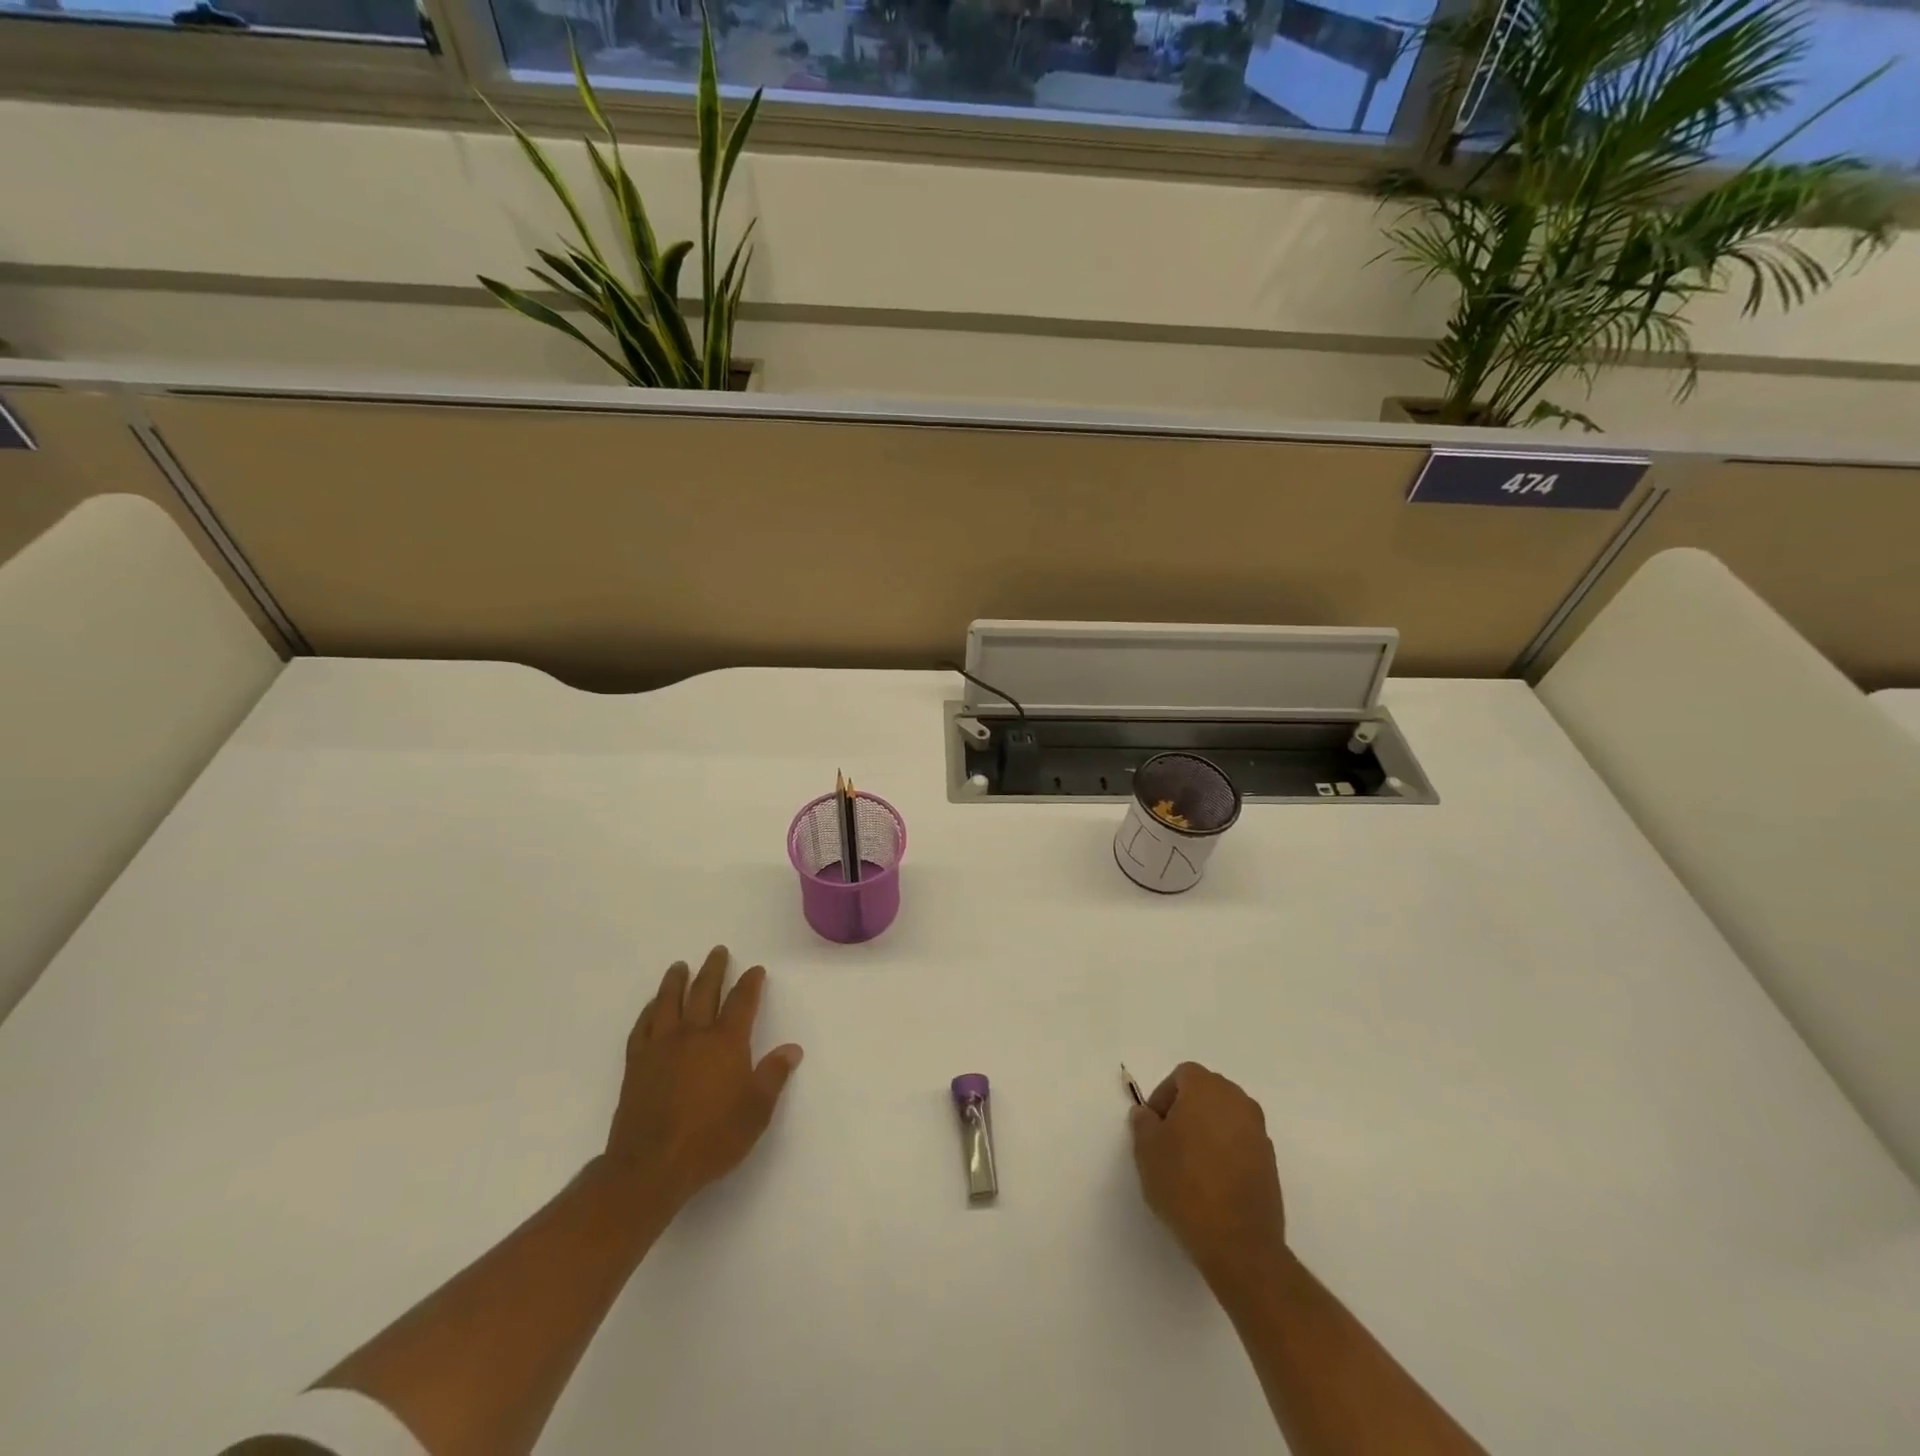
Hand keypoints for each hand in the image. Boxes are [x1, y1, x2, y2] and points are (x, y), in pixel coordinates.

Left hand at [601, 946, 803, 1214]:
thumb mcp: (756, 1111)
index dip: (750, 983)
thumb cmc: (711, 1139)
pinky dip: (649, 1010)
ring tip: (680, 966)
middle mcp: (693, 1034)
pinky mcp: (636, 1064)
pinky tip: (652, 1006)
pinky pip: (642, 1026)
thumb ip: (773, 1076)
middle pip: (704, 991)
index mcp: (725, 1042)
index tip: (755, 970)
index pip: (742, 1002)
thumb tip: (792, 1048)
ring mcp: (661, 1046)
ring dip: (676, 981)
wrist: (650, 1167)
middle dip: (713, 969)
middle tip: (718, 951)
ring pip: (669, 1002)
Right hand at [1129, 1062, 1288, 1287]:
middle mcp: (1237, 1101)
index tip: (1154, 1126)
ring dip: (1207, 1130)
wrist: (1238, 1243)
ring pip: (1225, 1117)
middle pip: (1207, 1092)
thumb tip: (1147, 1114)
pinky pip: (1241, 1142)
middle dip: (1186, 1109)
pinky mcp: (1270, 1161)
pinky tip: (1212, 1181)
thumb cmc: (1185, 1185)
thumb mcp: (1147, 1151)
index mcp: (1207, 1089)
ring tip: (1190, 1164)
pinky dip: (1226, 1151)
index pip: (1182, 1075)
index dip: (1164, 1096)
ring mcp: (1258, 1131)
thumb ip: (1143, 1123)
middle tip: (1169, 1141)